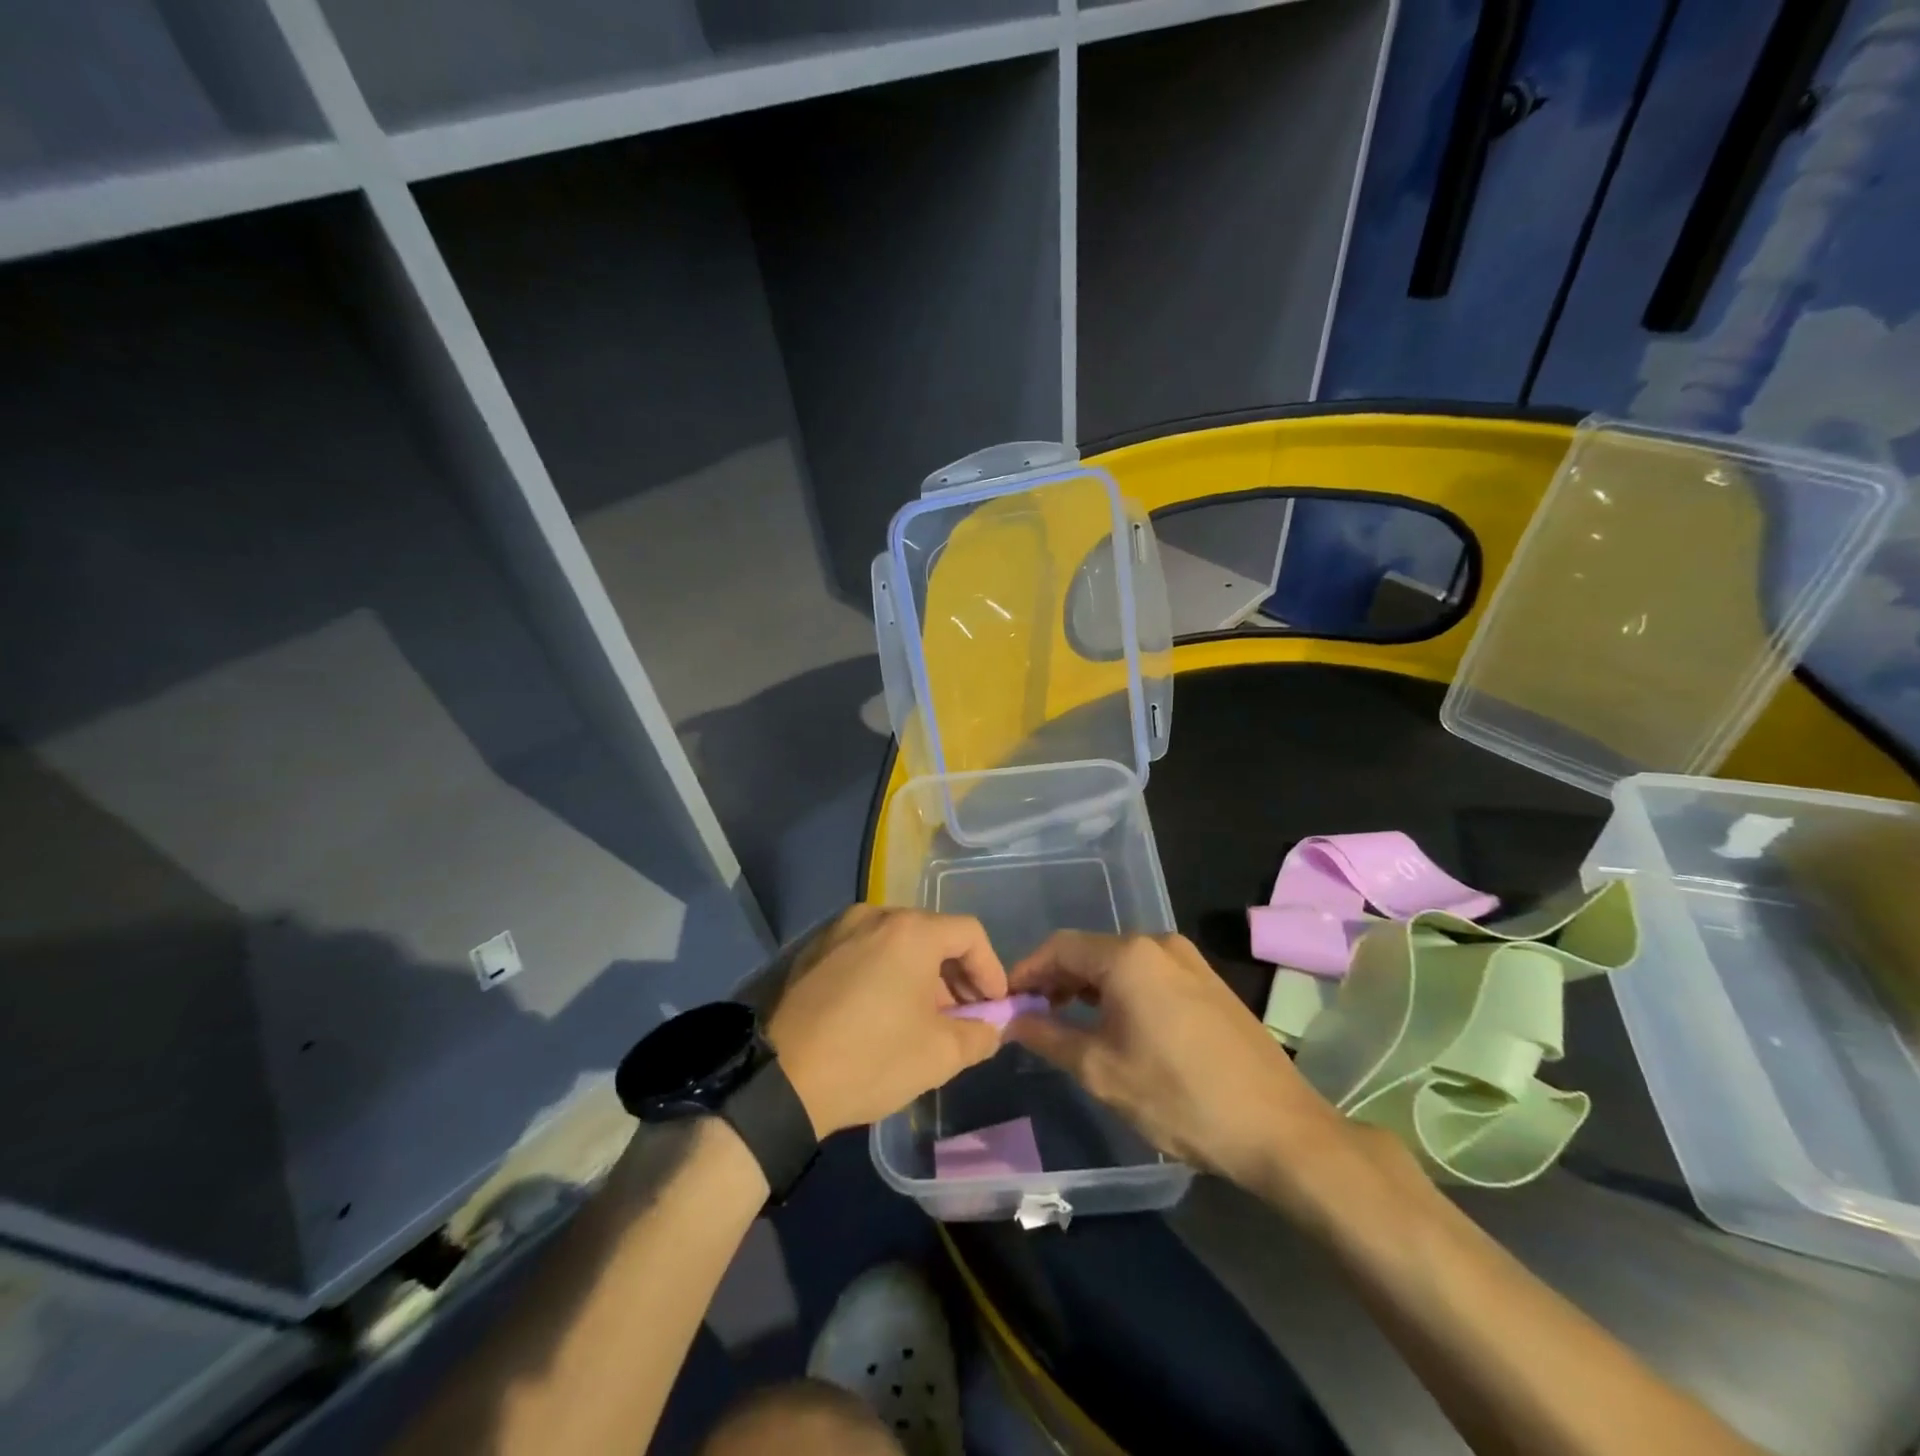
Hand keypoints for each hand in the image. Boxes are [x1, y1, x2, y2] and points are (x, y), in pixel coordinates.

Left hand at [767, 906, 1009, 1137]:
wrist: (782, 1081)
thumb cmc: (871, 1058)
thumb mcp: (939, 1055)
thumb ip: (980, 1034)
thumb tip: (993, 1026)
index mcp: (910, 931)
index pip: (969, 933)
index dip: (991, 969)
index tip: (994, 1005)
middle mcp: (875, 916)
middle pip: (932, 933)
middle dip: (956, 974)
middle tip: (963, 1014)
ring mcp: (839, 929)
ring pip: (897, 942)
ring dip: (921, 973)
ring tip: (925, 1017)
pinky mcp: (814, 950)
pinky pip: (866, 950)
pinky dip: (887, 972)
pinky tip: (884, 1011)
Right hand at [1007, 931, 1353, 1191]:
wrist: (1279, 1129)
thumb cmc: (1180, 1097)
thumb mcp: (1102, 1071)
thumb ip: (1048, 1037)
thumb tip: (1012, 1020)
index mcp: (1129, 955)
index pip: (1059, 947)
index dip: (1027, 971)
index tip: (1006, 1001)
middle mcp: (1159, 943)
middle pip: (1091, 951)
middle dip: (1057, 980)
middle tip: (1033, 1017)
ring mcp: (1190, 960)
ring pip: (1121, 962)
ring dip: (1088, 986)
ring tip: (1070, 1024)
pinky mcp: (1209, 982)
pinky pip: (1149, 974)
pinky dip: (1121, 991)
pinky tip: (1117, 1026)